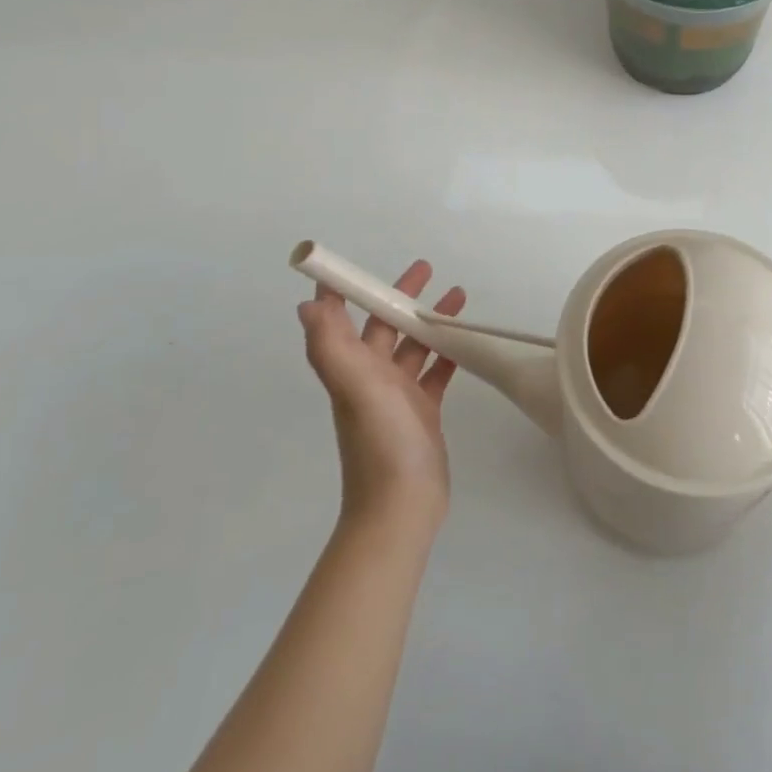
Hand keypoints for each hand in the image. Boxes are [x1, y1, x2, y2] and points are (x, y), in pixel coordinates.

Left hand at [298, 260, 463, 530]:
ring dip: (429, 320)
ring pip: (412, 346)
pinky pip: (434, 373)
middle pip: (382, 326)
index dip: (342, 291)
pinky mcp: (421, 412)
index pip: (337, 319)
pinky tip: (465, 341)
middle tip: (427, 269)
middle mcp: (369, 378)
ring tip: (458, 295)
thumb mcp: (355, 388)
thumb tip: (305, 305)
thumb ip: (332, 346)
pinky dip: (446, 354)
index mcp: (350, 368)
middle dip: (399, 296)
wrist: (402, 507)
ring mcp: (396, 396)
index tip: (356, 264)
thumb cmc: (381, 441)